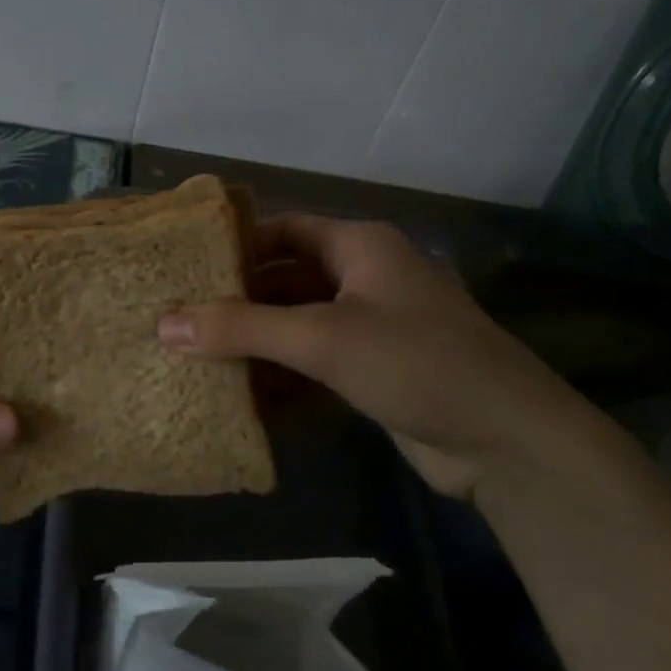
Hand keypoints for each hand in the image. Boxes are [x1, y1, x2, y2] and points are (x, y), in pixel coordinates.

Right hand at [158, 215, 596, 499]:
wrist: (508, 441)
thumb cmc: (414, 362)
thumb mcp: (321, 338)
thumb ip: (241, 328)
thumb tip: (163, 323)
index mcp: (358, 247)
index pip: (283, 229)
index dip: (235, 246)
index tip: (185, 270)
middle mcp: (364, 277)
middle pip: (285, 278)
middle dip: (237, 301)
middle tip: (180, 319)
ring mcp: (372, 326)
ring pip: (297, 323)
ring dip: (255, 342)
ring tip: (196, 358)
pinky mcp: (374, 370)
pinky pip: (314, 361)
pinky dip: (281, 374)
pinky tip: (242, 394)